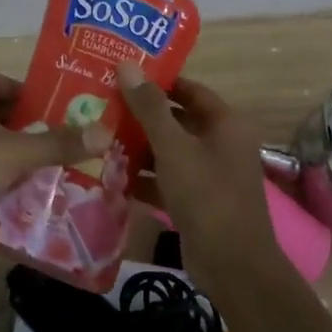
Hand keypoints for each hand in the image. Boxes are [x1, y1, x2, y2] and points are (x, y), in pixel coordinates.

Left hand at [0, 71, 113, 227]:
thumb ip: (58, 143)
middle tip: (55, 140)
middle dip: (23, 125)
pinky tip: (18, 193)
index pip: (0, 81)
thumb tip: (105, 132)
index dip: (26, 92)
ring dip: (10, 153)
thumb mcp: (17, 152)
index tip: (52, 109)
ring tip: (44, 168)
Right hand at [116, 62, 275, 275]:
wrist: (233, 265)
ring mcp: (209, 175)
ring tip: (98, 136)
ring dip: (138, 147)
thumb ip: (149, 108)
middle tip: (102, 103)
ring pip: (169, 151)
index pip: (190, 90)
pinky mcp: (196, 201)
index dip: (159, 81)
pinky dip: (144, 177)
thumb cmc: (207, 195)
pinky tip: (111, 174)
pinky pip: (166, 179)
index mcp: (225, 124)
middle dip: (141, 115)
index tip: (123, 75)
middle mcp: (220, 144)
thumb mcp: (173, 147)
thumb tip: (127, 65)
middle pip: (177, 120)